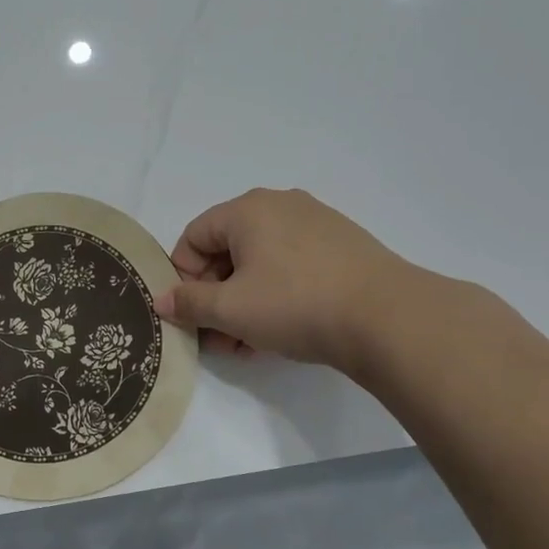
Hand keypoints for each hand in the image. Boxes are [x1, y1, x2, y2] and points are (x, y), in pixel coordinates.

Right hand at [154, 188, 414, 371]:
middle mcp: (281, 205)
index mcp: (248, 209)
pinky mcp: (342, 246)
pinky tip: (279, 331)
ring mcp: (316, 223)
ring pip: (260, 262)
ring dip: (242, 301)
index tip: (191, 313)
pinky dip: (275, 295)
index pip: (194, 236)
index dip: (182, 276)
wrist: (387, 318)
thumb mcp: (230, 310)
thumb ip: (189, 303)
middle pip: (227, 249)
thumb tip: (161, 300)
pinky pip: (291, 266)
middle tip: (216, 336)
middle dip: (214, 295)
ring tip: (245, 343)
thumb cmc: (294, 304)